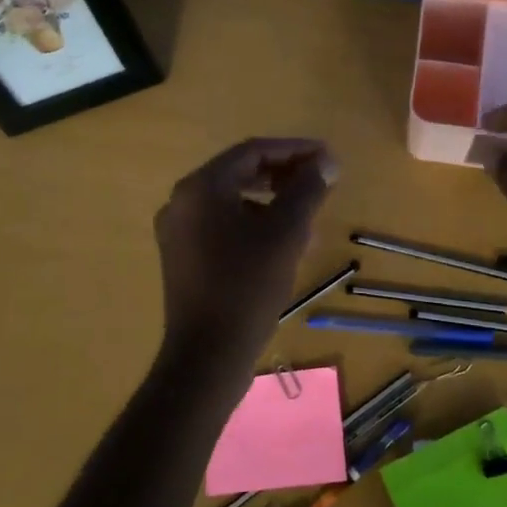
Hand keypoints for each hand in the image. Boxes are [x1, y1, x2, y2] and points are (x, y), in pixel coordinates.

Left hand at [154, 137, 337, 369]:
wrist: (207, 356)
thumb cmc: (247, 286)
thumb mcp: (286, 233)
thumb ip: (307, 189)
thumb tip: (326, 161)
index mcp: (201, 188)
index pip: (252, 152)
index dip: (294, 150)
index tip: (327, 157)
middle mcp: (182, 202)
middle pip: (240, 173)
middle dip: (284, 175)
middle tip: (320, 181)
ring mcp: (179, 232)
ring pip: (233, 201)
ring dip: (273, 201)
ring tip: (308, 216)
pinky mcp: (183, 257)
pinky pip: (224, 226)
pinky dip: (255, 224)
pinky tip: (284, 243)